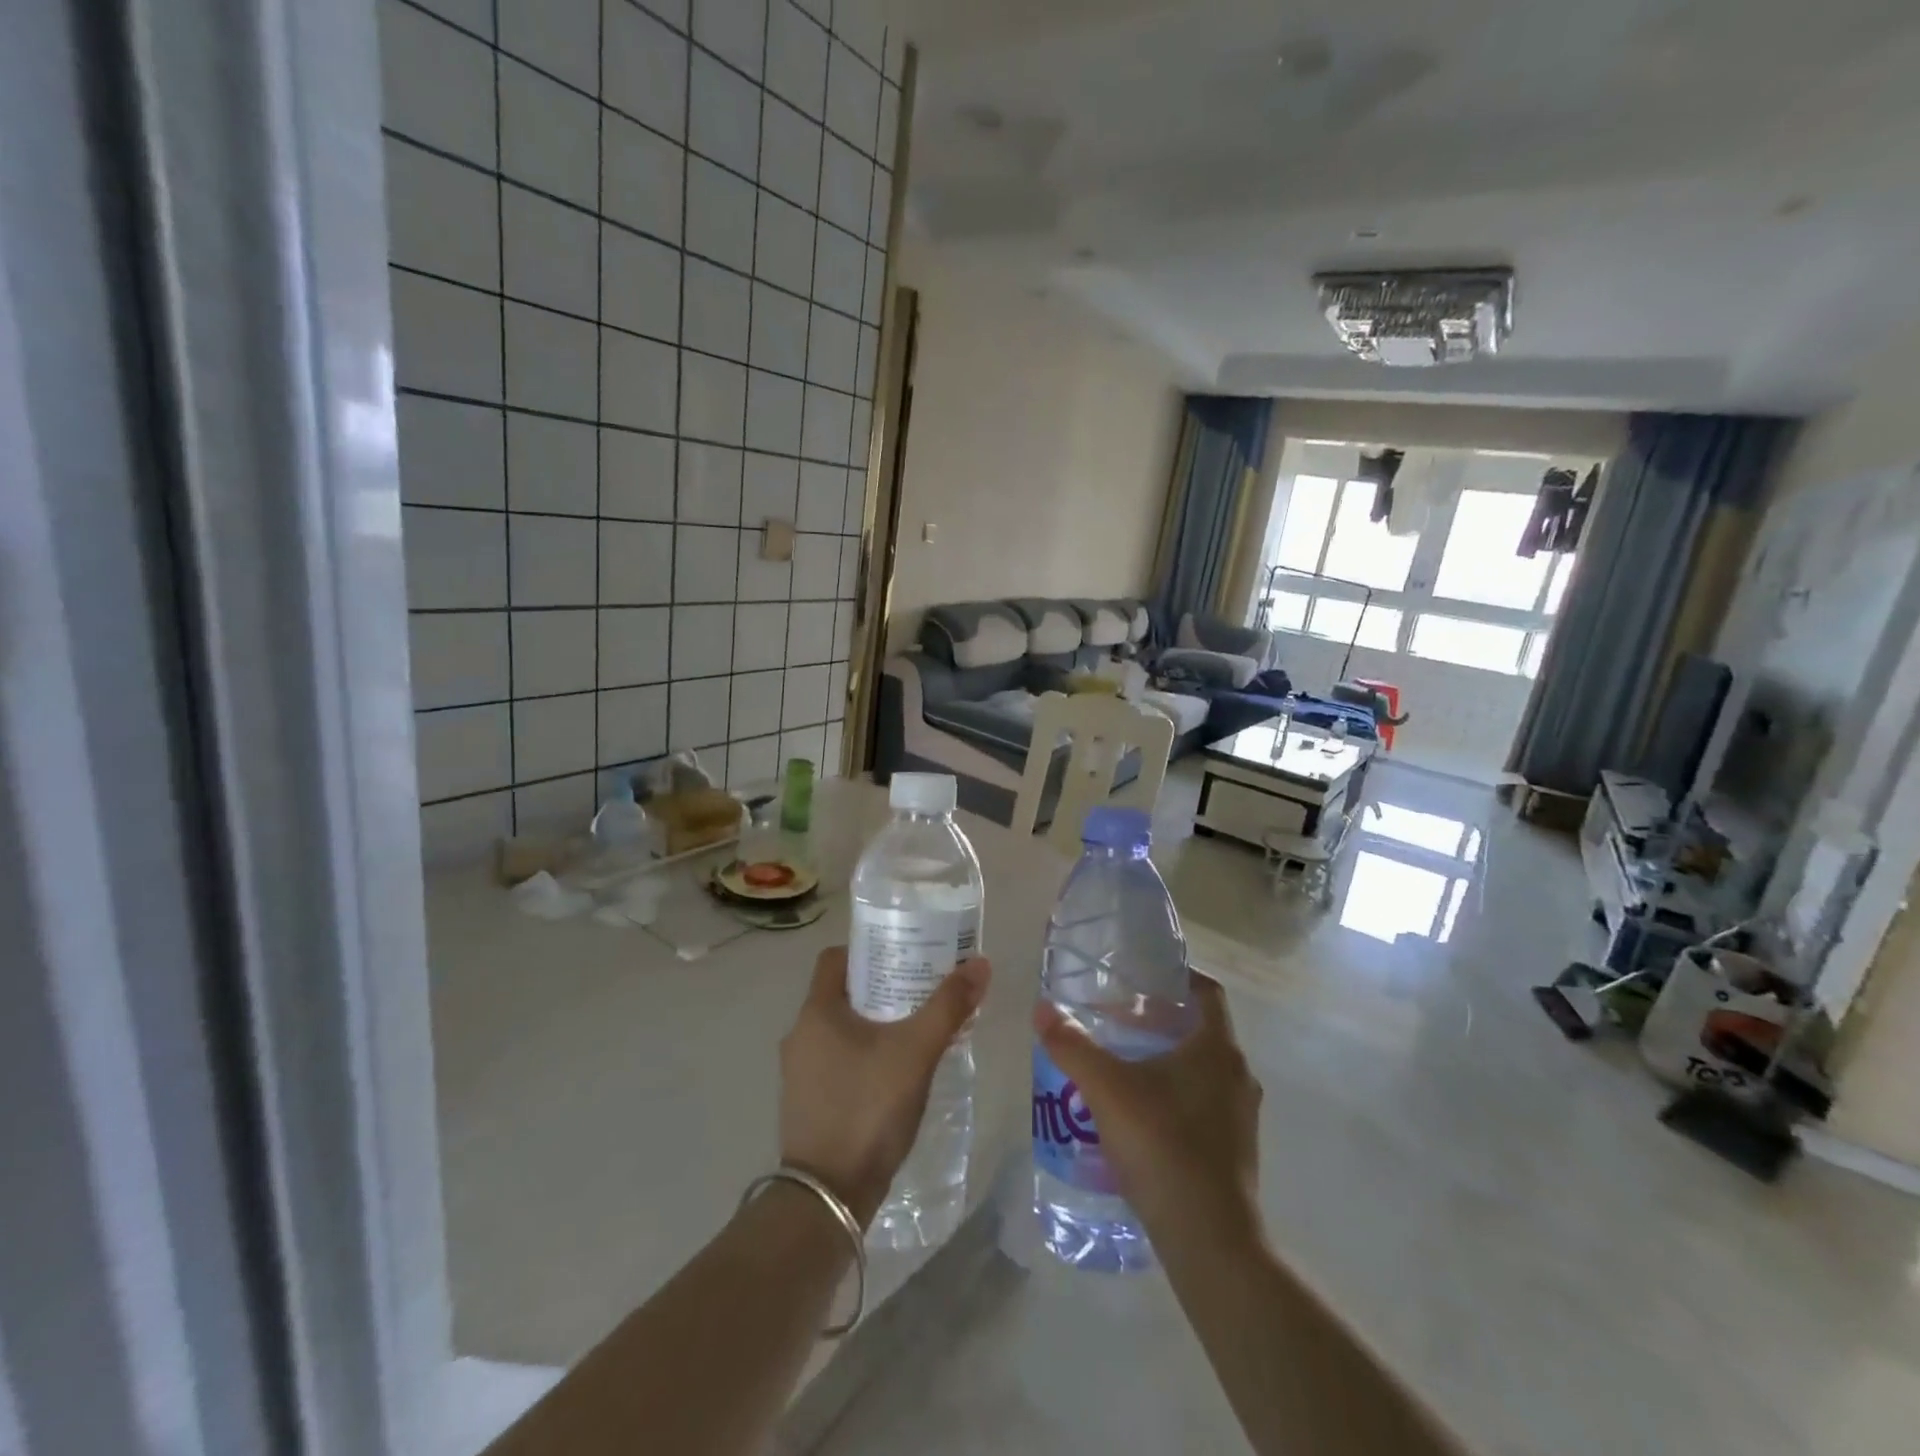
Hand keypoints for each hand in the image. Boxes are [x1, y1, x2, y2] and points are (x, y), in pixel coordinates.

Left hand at [780, 947, 990, 1226]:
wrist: (830, 1196)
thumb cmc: (868, 1108)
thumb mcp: (916, 1052)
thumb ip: (948, 1006)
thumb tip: (980, 963)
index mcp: (816, 1012)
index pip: (836, 958)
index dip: (870, 949)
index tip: (904, 952)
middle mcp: (800, 1035)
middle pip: (842, 992)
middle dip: (882, 986)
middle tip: (922, 988)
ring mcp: (800, 1072)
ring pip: (842, 1028)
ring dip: (875, 1022)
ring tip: (917, 1026)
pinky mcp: (808, 1102)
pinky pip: (838, 1060)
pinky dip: (866, 1053)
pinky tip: (898, 1070)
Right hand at [1034, 976, 1263, 1252]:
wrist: (1211, 1242)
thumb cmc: (1163, 1146)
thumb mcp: (1107, 1089)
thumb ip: (1073, 1046)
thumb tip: (1042, 1010)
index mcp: (1218, 1049)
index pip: (1207, 992)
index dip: (1177, 977)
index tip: (1142, 978)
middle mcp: (1238, 1075)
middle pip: (1199, 1030)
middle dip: (1158, 1021)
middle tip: (1115, 1021)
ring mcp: (1241, 1116)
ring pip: (1201, 1069)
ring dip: (1165, 1059)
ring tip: (1121, 1065)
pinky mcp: (1235, 1149)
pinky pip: (1203, 1102)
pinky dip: (1174, 1094)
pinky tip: (1138, 1114)